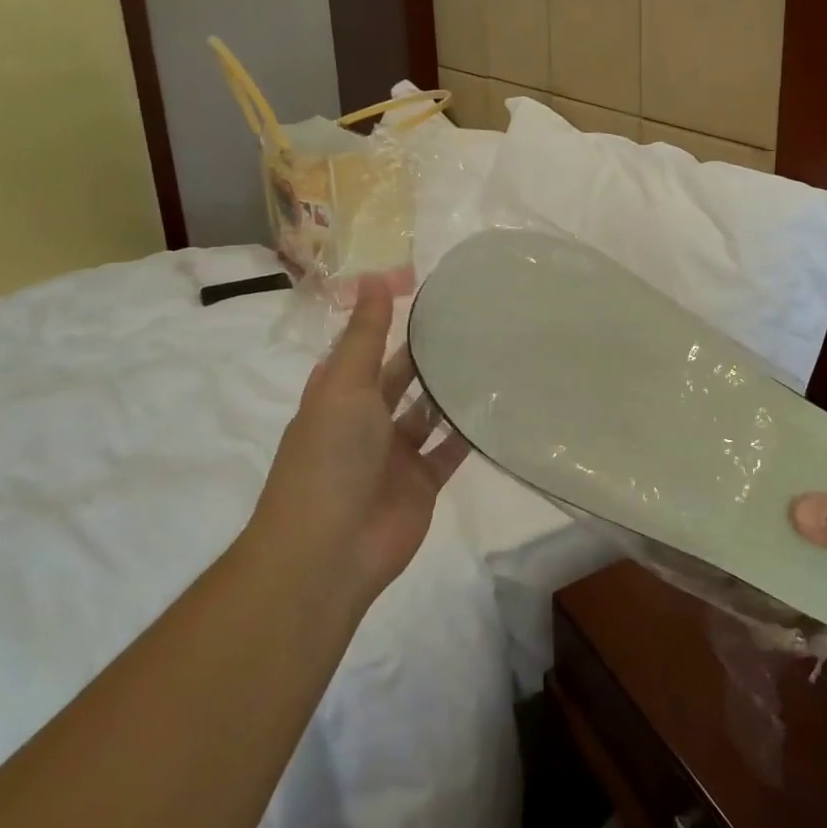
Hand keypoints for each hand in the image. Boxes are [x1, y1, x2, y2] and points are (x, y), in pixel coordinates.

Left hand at [247, 283, 468, 606]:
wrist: (328, 552)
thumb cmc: (329, 458)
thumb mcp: (344, 385)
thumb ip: (364, 334)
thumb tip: (373, 275)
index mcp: (338, 394)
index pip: (364, 345)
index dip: (388, 317)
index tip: (426, 289)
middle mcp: (366, 421)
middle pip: (401, 377)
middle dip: (427, 352)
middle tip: (474, 319)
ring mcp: (396, 453)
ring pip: (428, 412)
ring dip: (451, 390)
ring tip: (493, 353)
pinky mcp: (423, 482)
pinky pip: (450, 450)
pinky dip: (469, 431)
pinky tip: (498, 404)